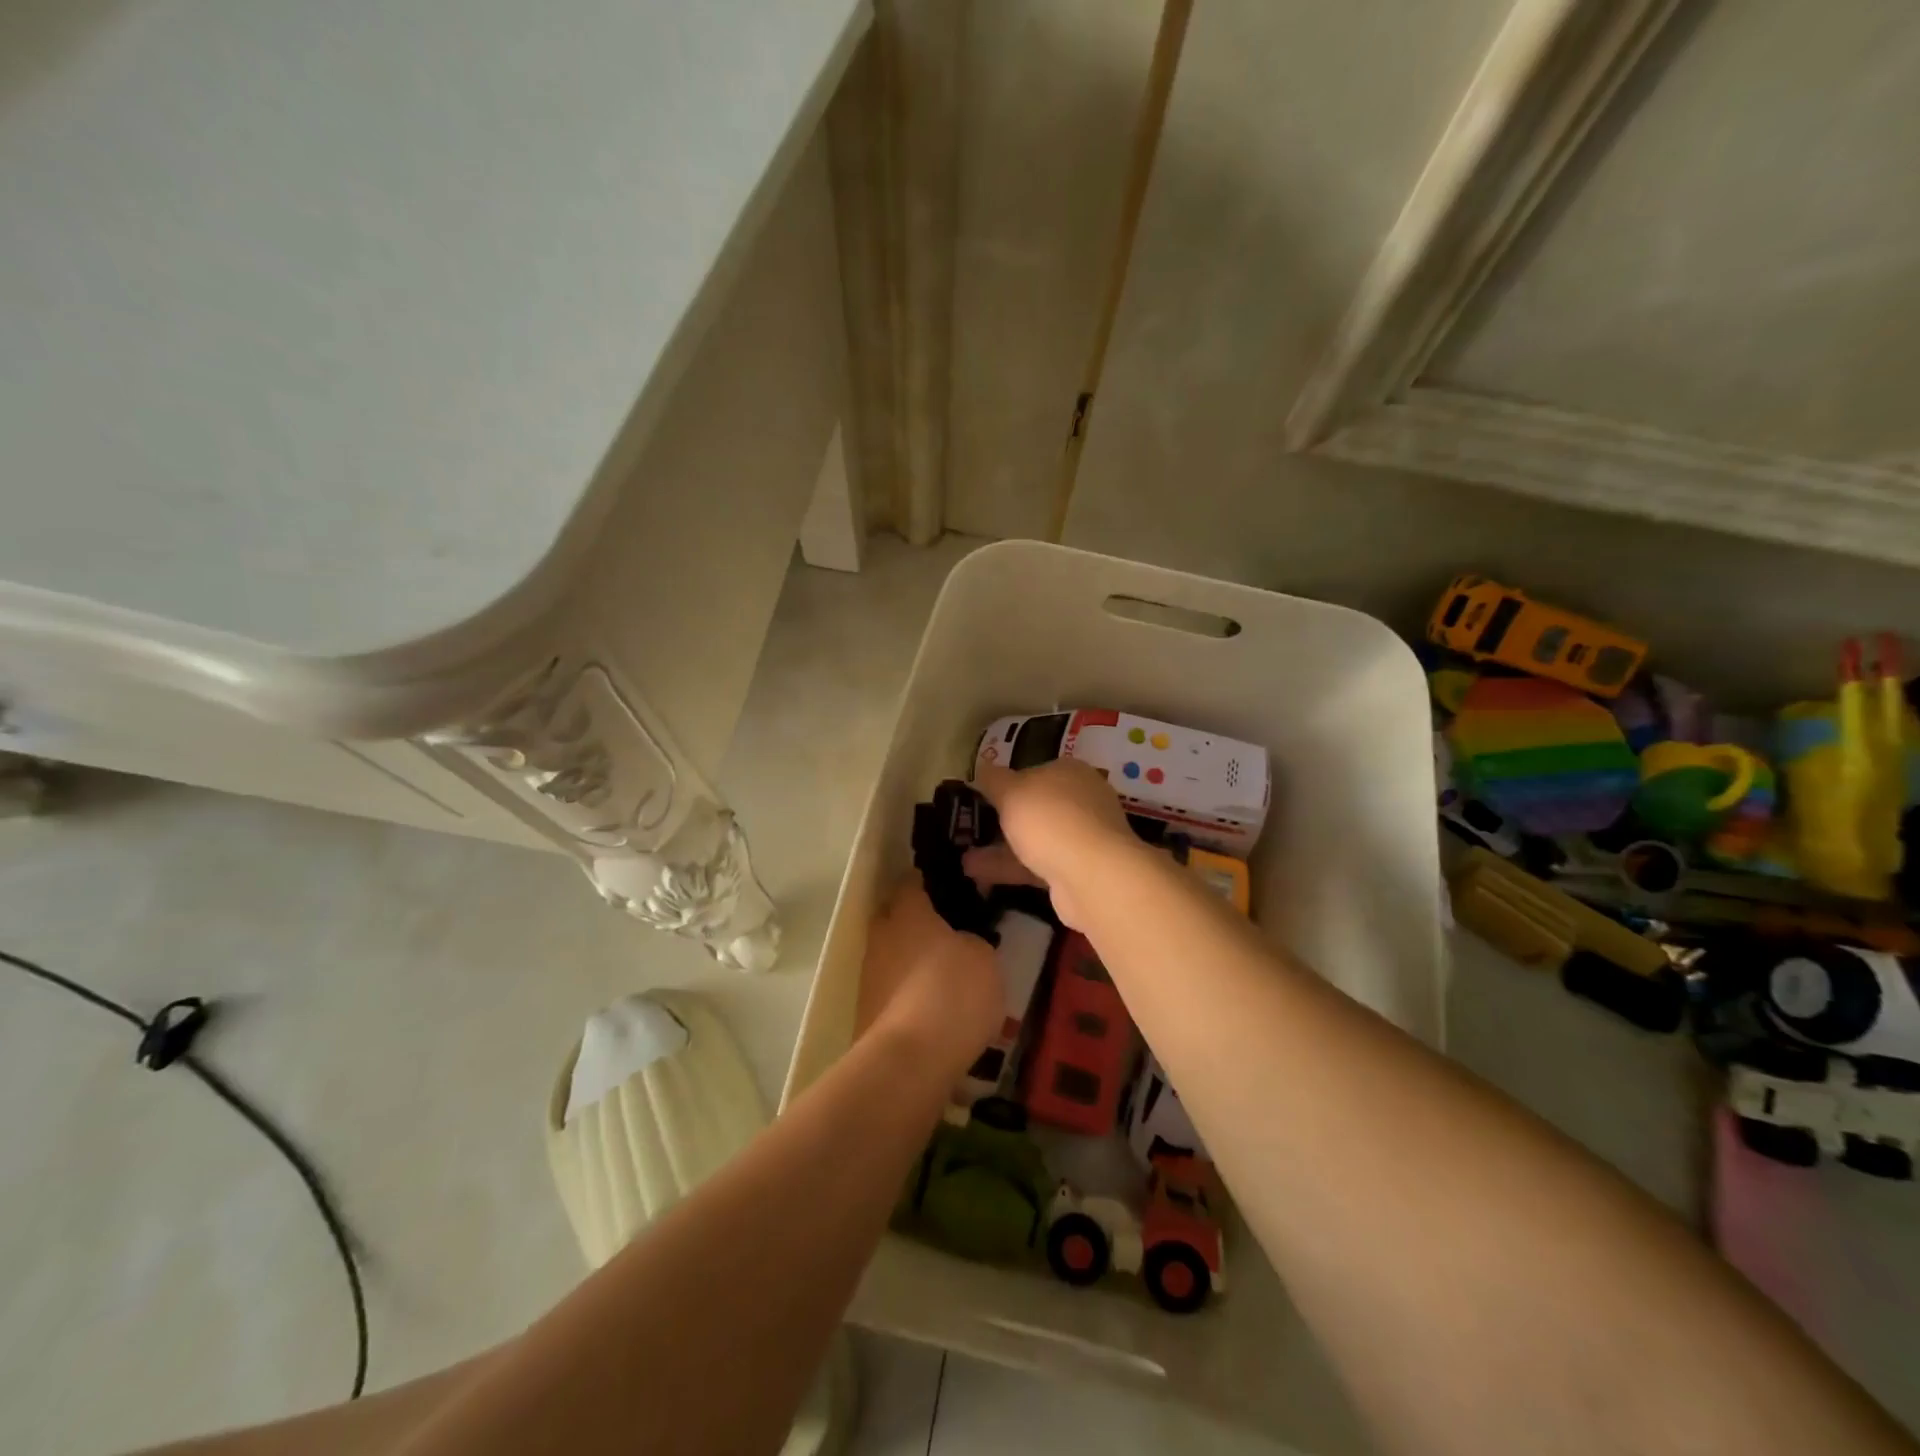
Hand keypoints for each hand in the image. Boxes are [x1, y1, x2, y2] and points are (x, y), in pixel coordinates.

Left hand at [856, 881, 1003, 1068]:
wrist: (911, 1058)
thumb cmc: (952, 991)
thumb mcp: (983, 957)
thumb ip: (971, 940)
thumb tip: (961, 942)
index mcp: (907, 912)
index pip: (911, 883)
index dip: (927, 884)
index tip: (948, 890)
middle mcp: (881, 936)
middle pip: (894, 918)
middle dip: (914, 923)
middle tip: (947, 934)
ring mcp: (869, 975)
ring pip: (891, 956)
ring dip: (910, 962)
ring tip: (942, 979)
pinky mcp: (866, 1011)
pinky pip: (891, 991)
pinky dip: (907, 995)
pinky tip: (931, 1011)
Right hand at [965, 761, 1138, 929]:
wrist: (1092, 875)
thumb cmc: (1050, 819)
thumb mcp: (1011, 792)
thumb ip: (993, 779)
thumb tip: (982, 767)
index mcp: (1070, 772)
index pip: (1035, 771)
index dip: (1007, 782)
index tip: (981, 796)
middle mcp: (1081, 800)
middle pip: (1036, 807)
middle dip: (1003, 820)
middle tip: (973, 828)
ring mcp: (1082, 837)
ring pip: (1035, 839)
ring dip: (1000, 849)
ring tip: (965, 859)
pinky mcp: (1078, 870)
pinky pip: (1037, 865)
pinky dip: (1010, 869)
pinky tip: (977, 875)